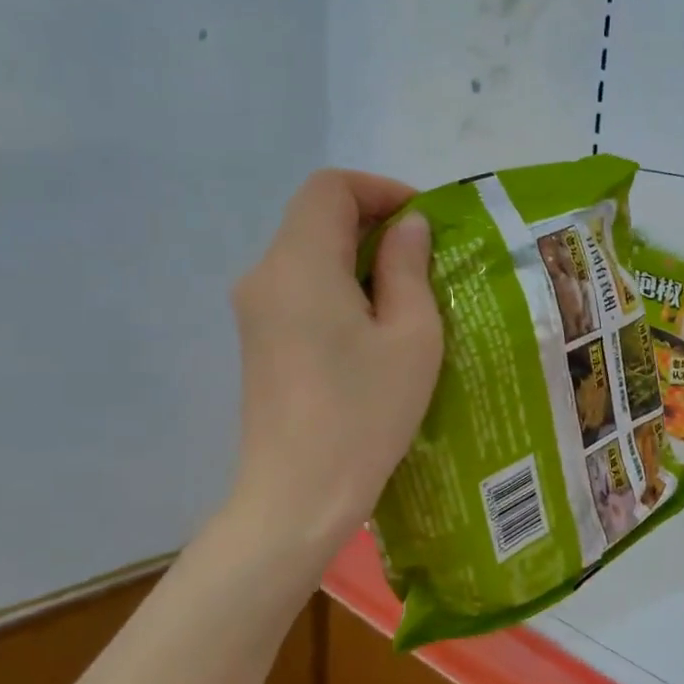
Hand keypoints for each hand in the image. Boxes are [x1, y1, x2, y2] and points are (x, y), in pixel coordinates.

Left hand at [226, 170, 442, 551]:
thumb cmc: (365, 413)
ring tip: (410, 296)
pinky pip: (301, 288)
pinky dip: (340, 286)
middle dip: (375, 223)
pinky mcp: (260, 339)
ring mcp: (255, 310)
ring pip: (309, 253)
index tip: (424, 222)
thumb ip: (408, 268)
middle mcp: (265, 275)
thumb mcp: (410, 336)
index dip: (380, 190)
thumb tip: (408, 226)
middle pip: (316, 217)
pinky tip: (375, 327)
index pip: (330, 187)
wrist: (298, 495)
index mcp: (300, 264)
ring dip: (360, 257)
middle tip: (428, 259)